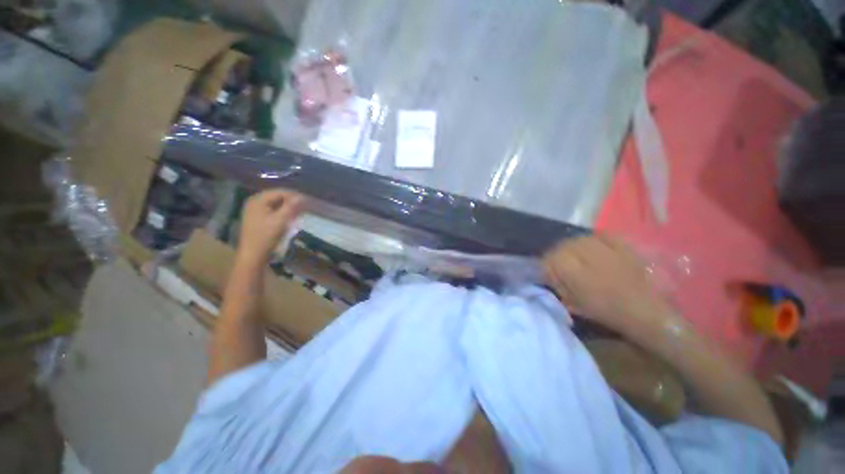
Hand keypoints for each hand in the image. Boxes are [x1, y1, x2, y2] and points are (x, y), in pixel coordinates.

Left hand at [237, 190, 304, 264]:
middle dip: (292, 201)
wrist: (253, 255)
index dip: (295, 195)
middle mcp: (254, 202)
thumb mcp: (281, 220)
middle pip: (277, 197)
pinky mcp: (257, 218)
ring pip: (276, 204)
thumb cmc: (266, 236)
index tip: (308, 201)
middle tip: (305, 208)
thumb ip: (291, 206)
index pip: (280, 192)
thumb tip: (302, 197)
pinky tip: (290, 218)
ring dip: (288, 208)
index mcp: (258, 200)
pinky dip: (282, 213)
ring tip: (299, 213)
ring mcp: (254, 210)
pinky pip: (272, 211)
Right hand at [542, 235, 676, 336]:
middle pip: (562, 246)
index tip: (548, 273)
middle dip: (557, 255)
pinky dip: (592, 240)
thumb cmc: (608, 312)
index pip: (550, 259)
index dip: (546, 265)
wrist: (648, 312)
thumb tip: (548, 274)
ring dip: (573, 247)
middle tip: (560, 265)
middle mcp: (587, 255)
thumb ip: (558, 285)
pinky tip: (592, 247)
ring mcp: (606, 248)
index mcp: (575, 272)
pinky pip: (600, 235)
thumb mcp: (575, 304)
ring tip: (576, 257)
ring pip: (579, 239)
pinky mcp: (622, 245)